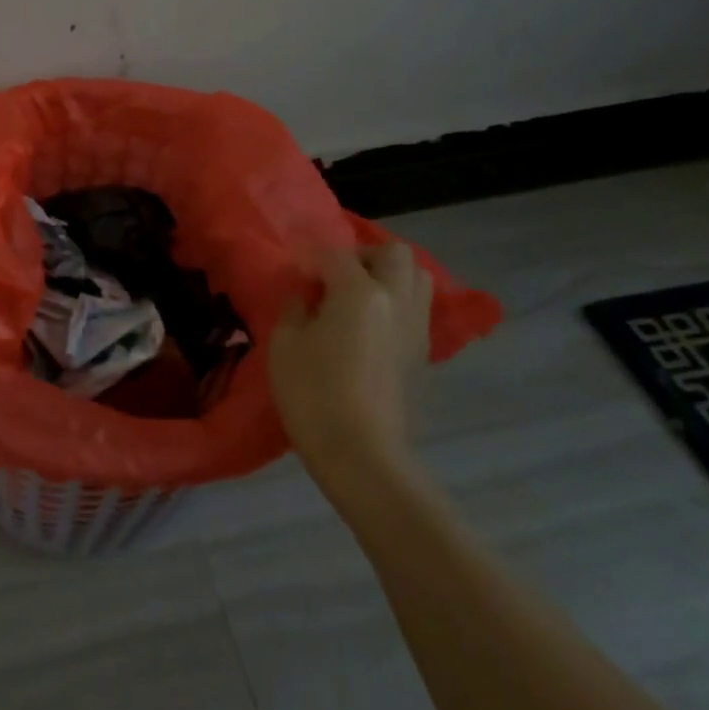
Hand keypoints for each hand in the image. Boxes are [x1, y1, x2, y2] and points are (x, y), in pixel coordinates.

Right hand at [270, 242, 433, 482]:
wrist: (362, 455)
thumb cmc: (313, 394)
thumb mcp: (284, 345)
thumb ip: (294, 309)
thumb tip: (305, 297)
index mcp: (360, 292)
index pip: (336, 255)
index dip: (311, 259)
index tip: (296, 273)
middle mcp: (397, 301)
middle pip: (394, 254)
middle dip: (364, 256)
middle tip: (335, 277)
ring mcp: (416, 329)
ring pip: (417, 279)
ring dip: (388, 278)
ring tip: (357, 299)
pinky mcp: (424, 356)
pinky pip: (416, 311)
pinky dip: (396, 307)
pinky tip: (369, 328)